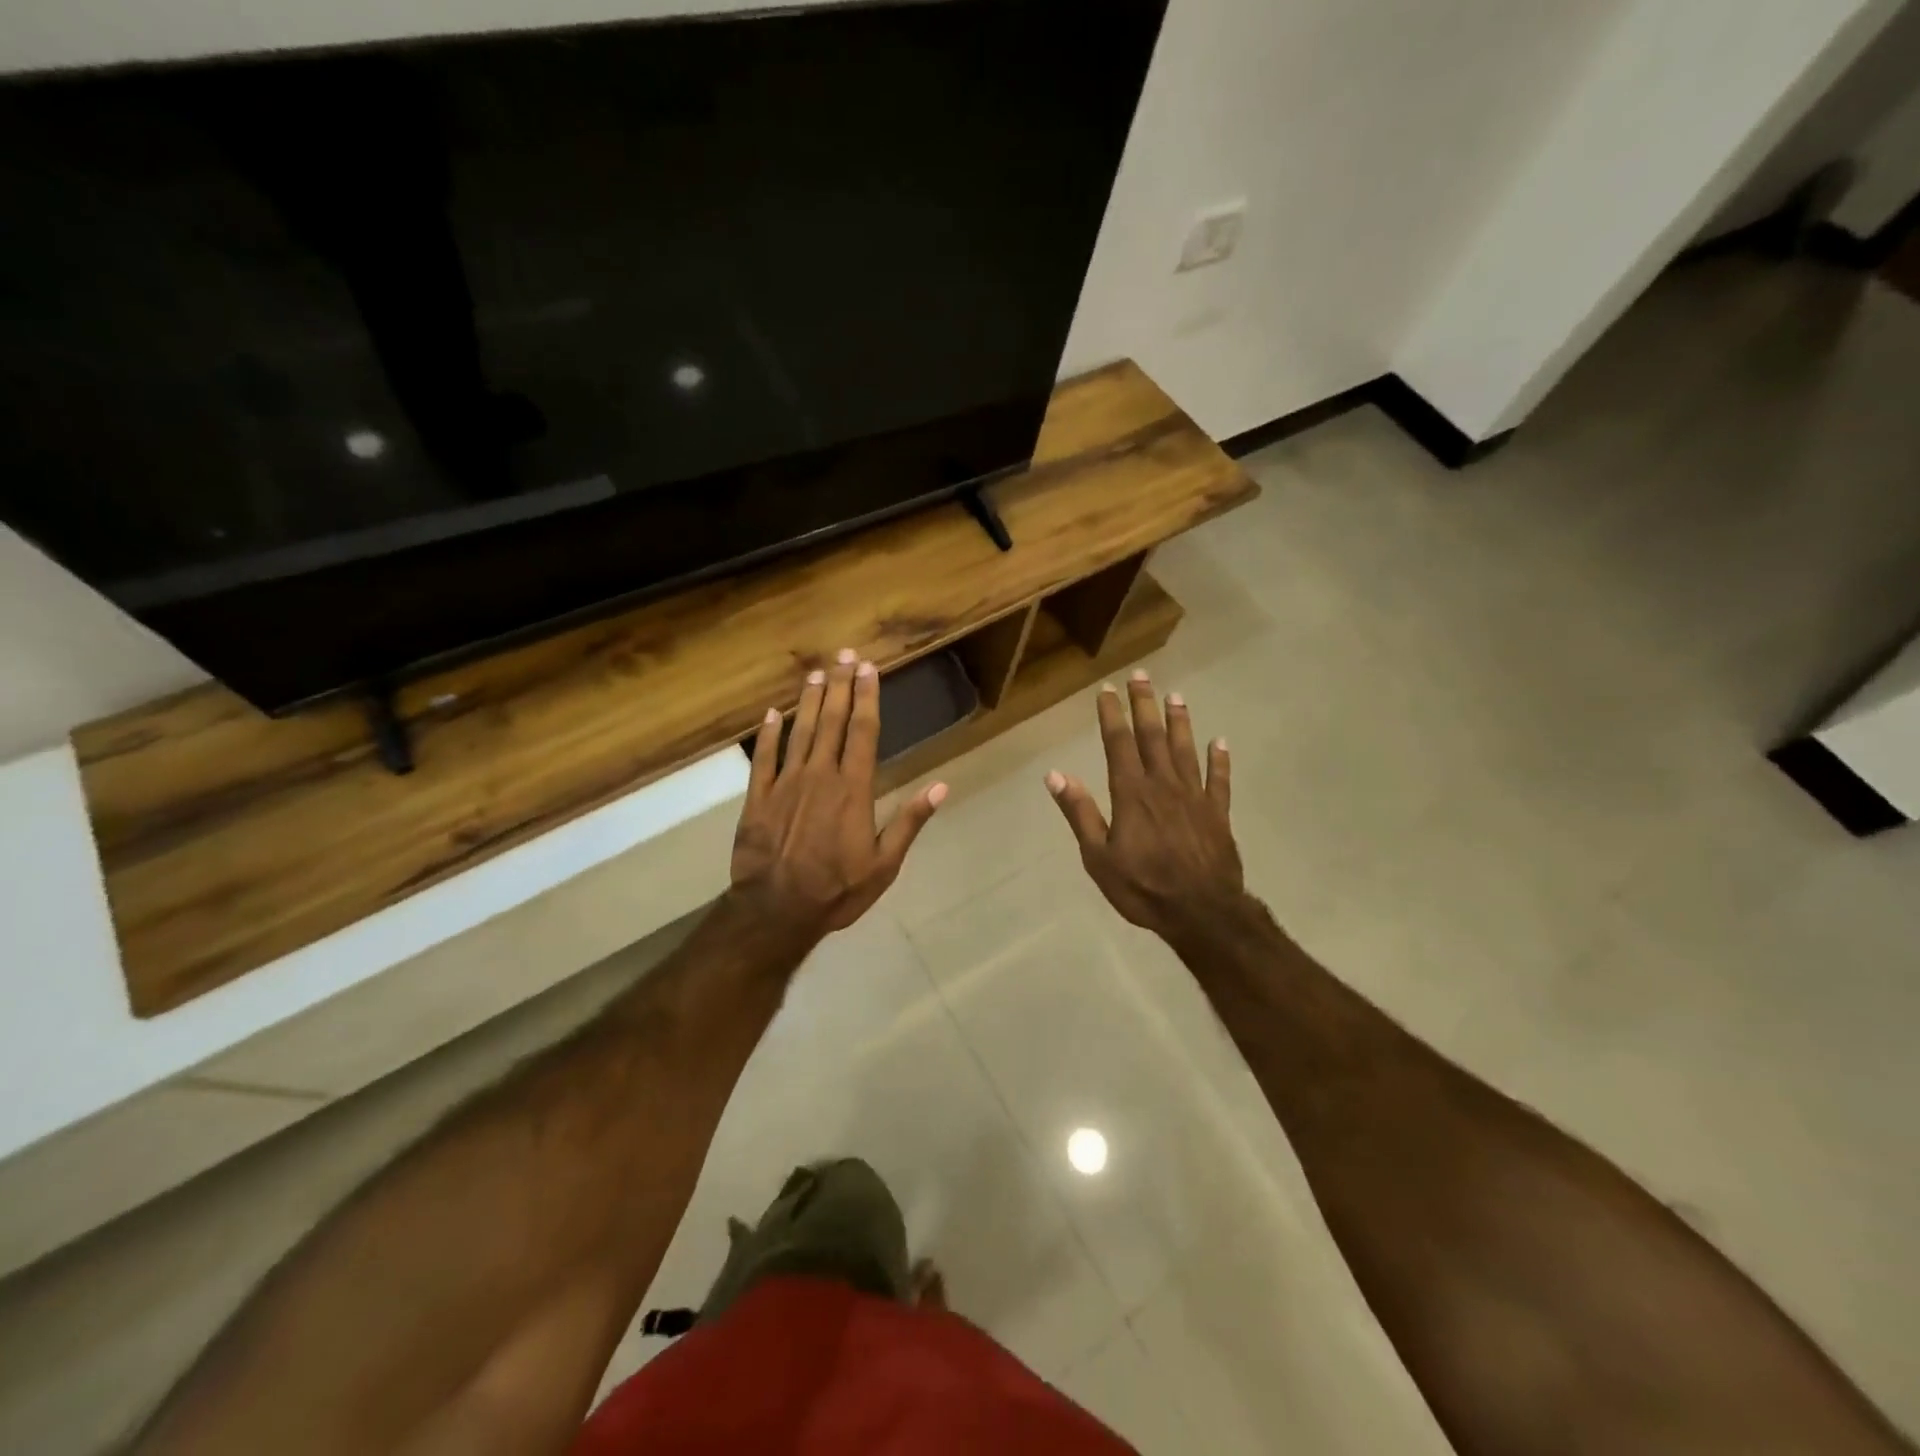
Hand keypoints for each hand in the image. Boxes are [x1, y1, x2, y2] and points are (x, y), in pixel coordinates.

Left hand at [731, 648, 945, 942]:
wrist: (777, 911)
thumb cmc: (837, 890)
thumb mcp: (884, 864)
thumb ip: (909, 821)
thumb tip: (940, 787)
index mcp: (853, 789)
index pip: (863, 732)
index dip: (867, 697)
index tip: (869, 669)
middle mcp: (819, 775)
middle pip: (832, 722)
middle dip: (840, 686)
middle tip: (845, 655)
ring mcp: (785, 784)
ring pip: (799, 732)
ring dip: (809, 701)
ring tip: (817, 673)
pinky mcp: (758, 798)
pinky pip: (763, 758)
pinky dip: (768, 734)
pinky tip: (772, 714)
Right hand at [1045, 671, 1242, 941]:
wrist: (1201, 913)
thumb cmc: (1143, 888)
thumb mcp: (1098, 857)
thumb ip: (1080, 813)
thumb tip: (1055, 774)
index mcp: (1132, 794)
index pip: (1119, 744)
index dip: (1112, 715)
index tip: (1107, 690)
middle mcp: (1164, 785)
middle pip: (1153, 737)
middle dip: (1145, 705)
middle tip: (1142, 676)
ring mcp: (1195, 797)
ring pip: (1186, 750)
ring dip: (1180, 721)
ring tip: (1176, 695)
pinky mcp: (1218, 813)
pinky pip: (1219, 780)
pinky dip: (1220, 759)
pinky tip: (1220, 741)